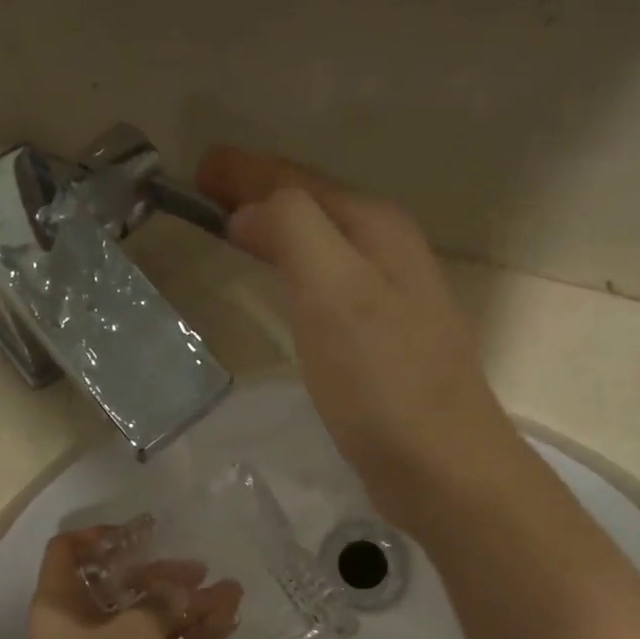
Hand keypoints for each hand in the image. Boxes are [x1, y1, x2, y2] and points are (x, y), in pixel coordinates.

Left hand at [11, 530, 240, 638]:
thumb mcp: (133, 632)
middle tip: (201, 570)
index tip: (142, 532)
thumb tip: (180, 589)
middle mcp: (81, 628)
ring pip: (150, 623)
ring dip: (189, 608)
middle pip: (121, 587)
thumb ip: (160, 601)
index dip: (98, 535)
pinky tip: (228, 625)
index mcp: (62, 604)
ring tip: (234, 593)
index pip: (68, 552)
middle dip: (163, 576)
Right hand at [196, 147, 524, 534]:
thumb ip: (295, 231)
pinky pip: (328, 284)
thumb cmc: (383, 380)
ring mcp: (390, 298)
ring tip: (236, 231)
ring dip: (280, 231)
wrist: (442, 467)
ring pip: (323, 244)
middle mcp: (389, 252)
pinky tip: (285, 288)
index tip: (197, 171)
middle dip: (262, 194)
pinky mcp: (382, 341)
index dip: (248, 172)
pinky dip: (296, 271)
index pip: (300, 182)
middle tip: (206, 196)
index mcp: (376, 229)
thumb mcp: (335, 292)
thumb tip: (252, 210)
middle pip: (315, 206)